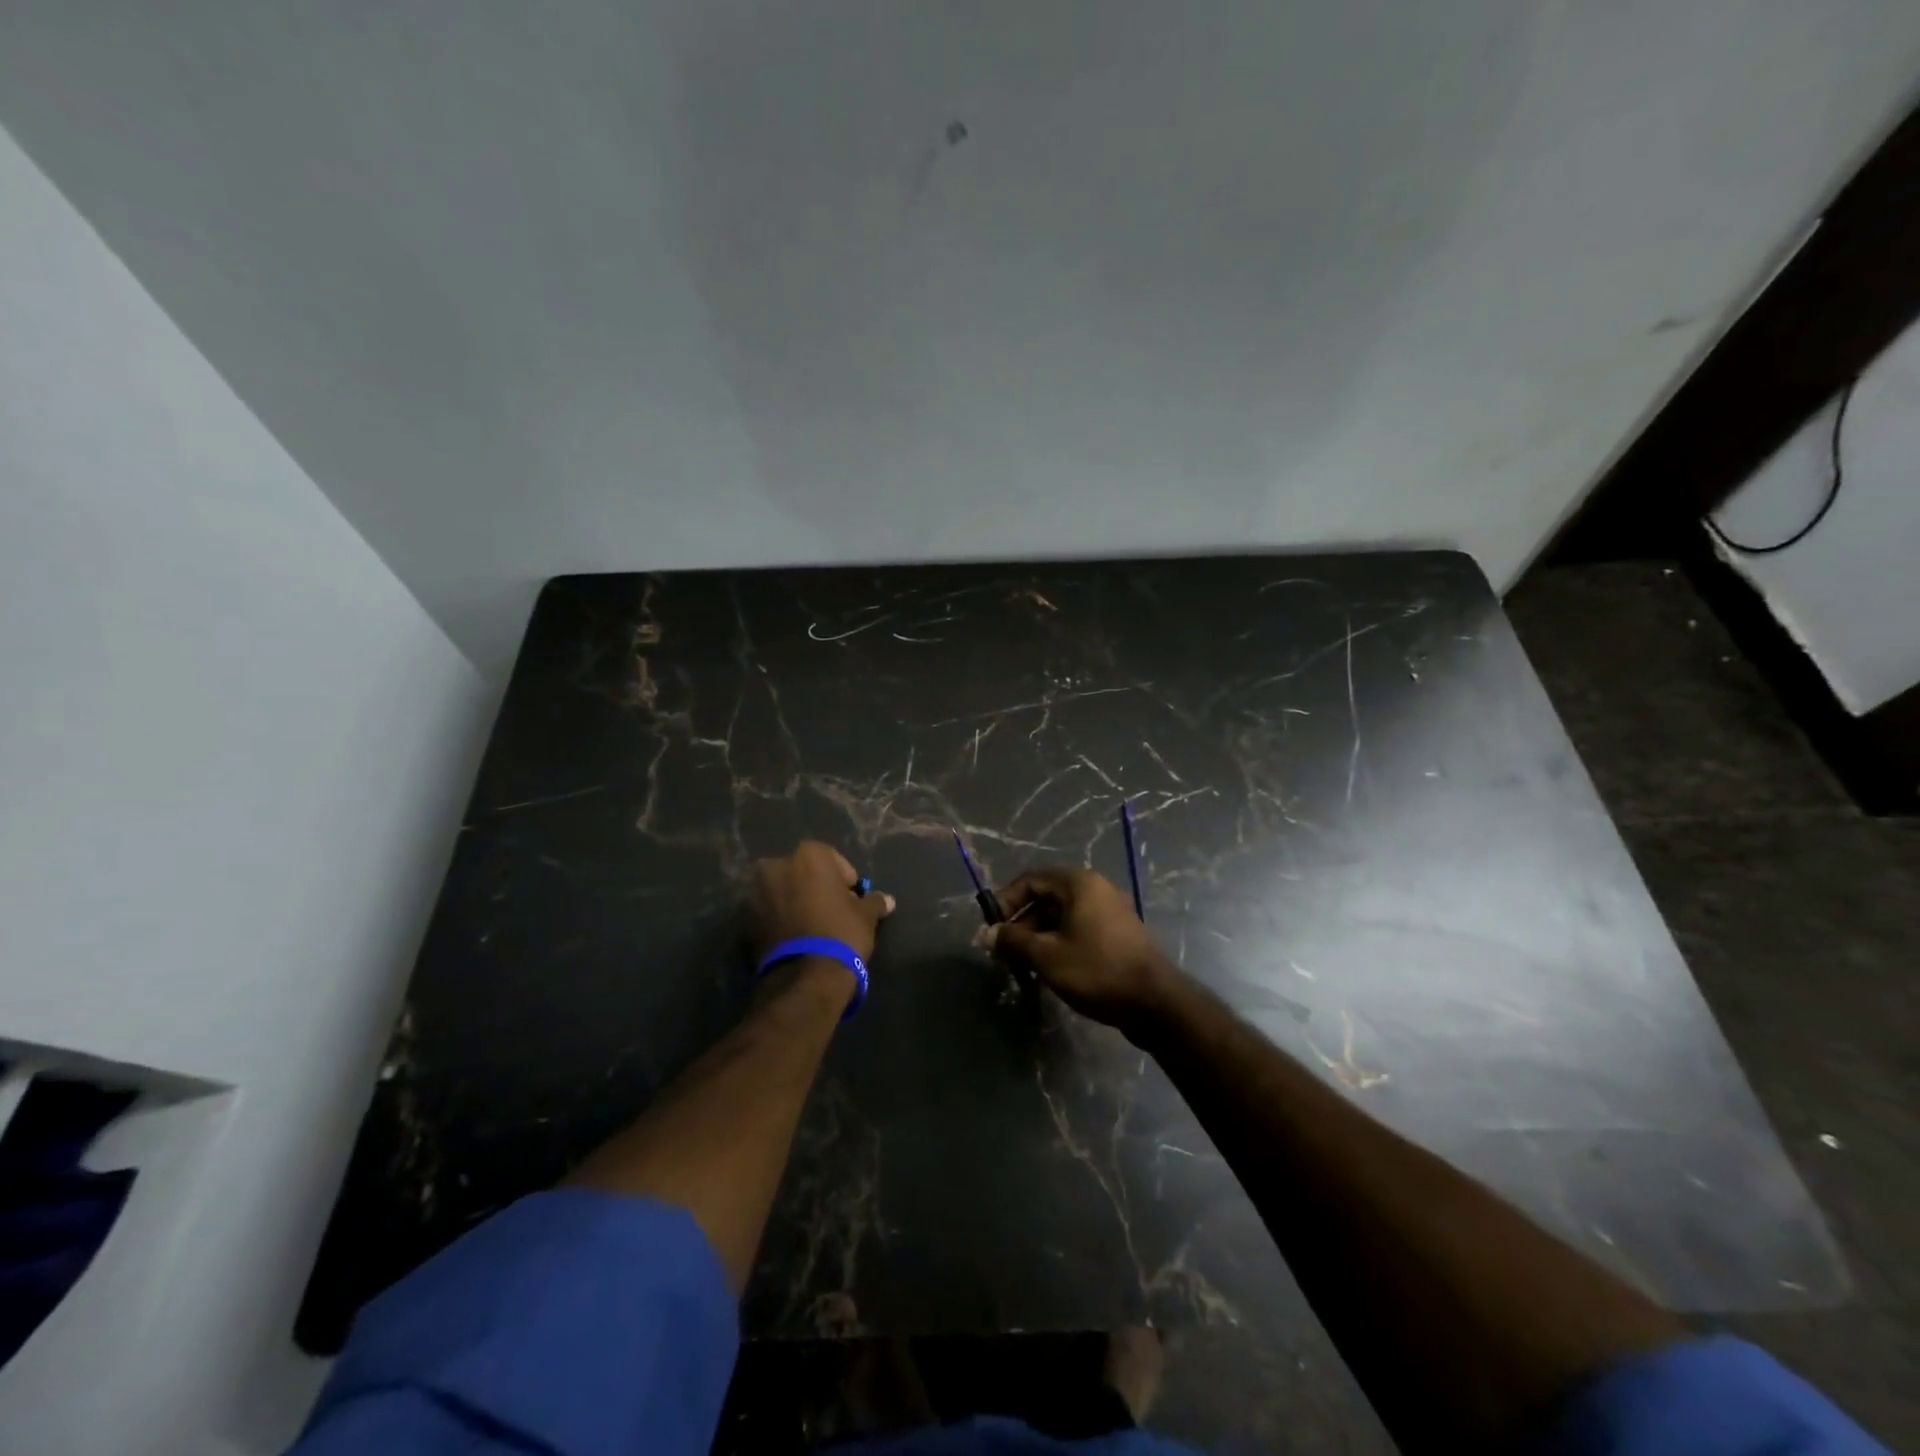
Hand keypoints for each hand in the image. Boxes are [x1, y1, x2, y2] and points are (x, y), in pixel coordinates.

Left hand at [751, 841, 894, 963]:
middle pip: (803, 872)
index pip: (833, 860)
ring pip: (783, 891)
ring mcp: (756, 892)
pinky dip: (779, 918)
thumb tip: (887, 900)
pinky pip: (769, 912)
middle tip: (831, 911)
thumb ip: (874, 901)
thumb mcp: (866, 916)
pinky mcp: (745, 920)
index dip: (845, 880)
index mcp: (808, 855)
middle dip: (815, 887)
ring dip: (795, 902)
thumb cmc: (841, 933)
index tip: (852, 900)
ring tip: (812, 927)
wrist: (804, 977)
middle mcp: (777, 865)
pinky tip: (795, 937)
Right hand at [986, 867, 1177, 1037]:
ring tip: (1022, 966)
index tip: (991, 930)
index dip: (1005, 903)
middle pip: (1045, 899)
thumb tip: (986, 934)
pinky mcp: (1116, 935)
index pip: (1030, 881)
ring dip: (1037, 938)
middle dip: (1020, 924)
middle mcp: (1094, 889)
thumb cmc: (1097, 970)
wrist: (1155, 1002)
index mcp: (1078, 883)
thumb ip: (1013, 941)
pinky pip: (1077, 930)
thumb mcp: (1047, 956)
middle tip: (1003, 953)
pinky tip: (1048, 971)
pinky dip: (1058, 944)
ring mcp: (1108, 912)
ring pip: (1061, 917)